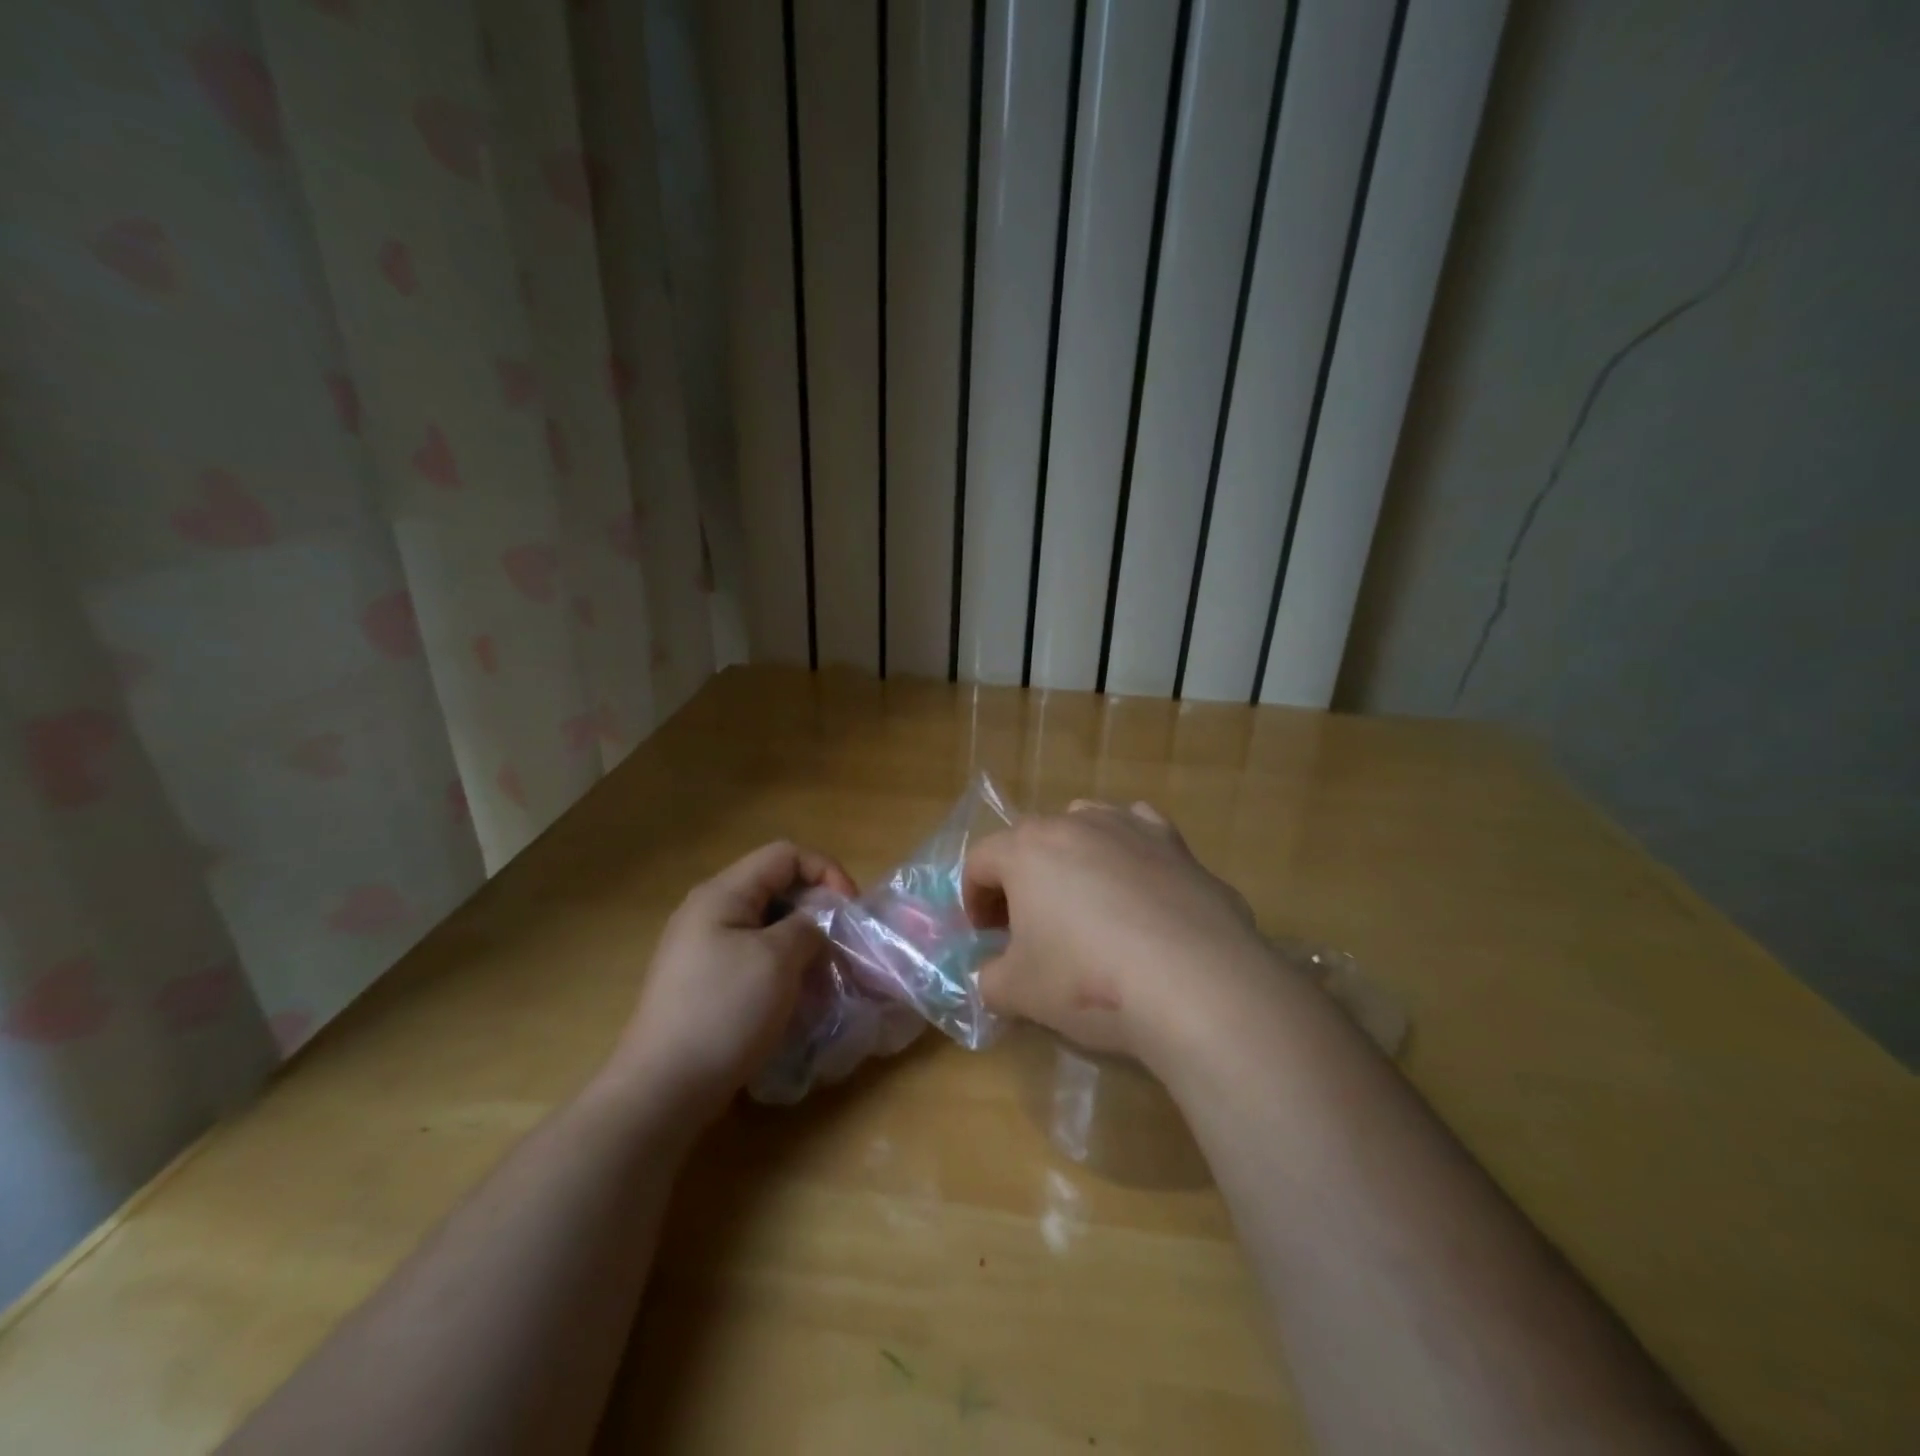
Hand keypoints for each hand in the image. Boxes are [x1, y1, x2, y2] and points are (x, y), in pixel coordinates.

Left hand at [606, 841, 858, 1125]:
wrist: (664, 1089)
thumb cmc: (724, 1012)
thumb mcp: (778, 960)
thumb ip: (807, 927)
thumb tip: (814, 927)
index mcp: (722, 894)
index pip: (785, 855)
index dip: (825, 872)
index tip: (849, 910)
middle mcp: (707, 911)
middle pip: (775, 887)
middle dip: (815, 909)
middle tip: (840, 944)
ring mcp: (701, 949)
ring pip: (766, 925)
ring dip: (801, 942)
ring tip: (822, 975)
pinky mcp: (703, 982)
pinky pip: (753, 956)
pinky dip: (781, 967)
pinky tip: (794, 997)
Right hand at [962, 800, 1265, 1060]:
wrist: (1196, 984)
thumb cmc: (1089, 981)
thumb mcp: (1018, 993)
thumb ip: (990, 979)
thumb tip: (993, 974)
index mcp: (1026, 849)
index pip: (979, 862)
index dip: (972, 900)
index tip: (983, 937)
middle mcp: (1075, 823)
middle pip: (1029, 841)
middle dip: (1019, 880)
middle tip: (1026, 926)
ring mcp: (1130, 827)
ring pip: (1084, 824)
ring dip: (1071, 856)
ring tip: (1082, 902)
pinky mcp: (1177, 844)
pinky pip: (1138, 831)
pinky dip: (1126, 850)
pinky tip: (1136, 885)